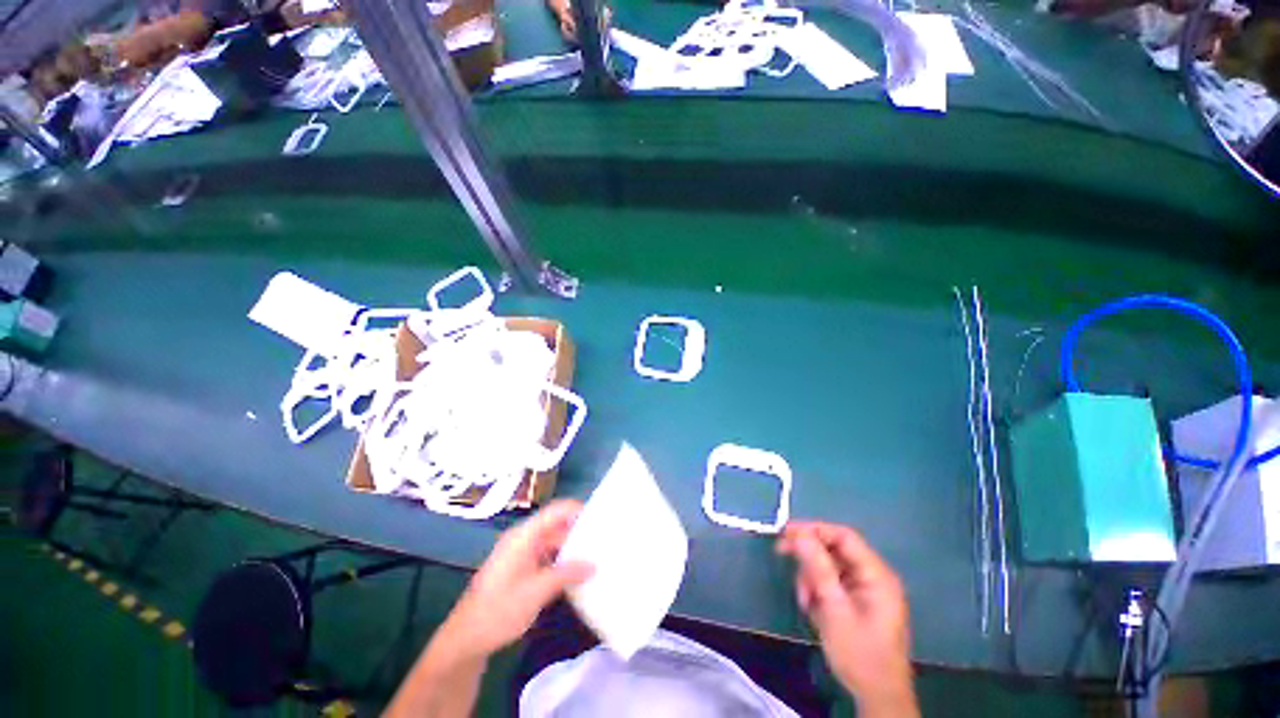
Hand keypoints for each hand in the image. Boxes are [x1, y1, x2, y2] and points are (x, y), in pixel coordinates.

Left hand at [440, 500, 593, 659]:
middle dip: (578, 530)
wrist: (465, 640)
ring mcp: (521, 554)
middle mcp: (523, 539)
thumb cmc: (499, 611)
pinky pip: (547, 555)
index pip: (556, 510)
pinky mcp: (521, 568)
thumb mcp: (536, 592)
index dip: (578, 510)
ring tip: (595, 554)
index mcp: (524, 536)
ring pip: (553, 541)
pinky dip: (562, 560)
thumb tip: (594, 564)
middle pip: (556, 524)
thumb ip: (566, 574)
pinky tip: (577, 572)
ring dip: (571, 547)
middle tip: (603, 539)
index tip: (601, 519)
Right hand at [777, 521, 917, 717]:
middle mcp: (873, 576)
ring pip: (829, 565)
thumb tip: (799, 534)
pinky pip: (832, 582)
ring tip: (804, 600)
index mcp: (876, 575)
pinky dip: (817, 589)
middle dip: (808, 554)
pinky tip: (812, 607)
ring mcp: (865, 589)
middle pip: (834, 549)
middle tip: (781, 553)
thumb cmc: (859, 654)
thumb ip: (818, 569)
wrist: (877, 698)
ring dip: (811, 576)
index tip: (785, 532)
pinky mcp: (857, 601)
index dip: (813, 529)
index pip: (843, 536)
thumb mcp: (835, 609)